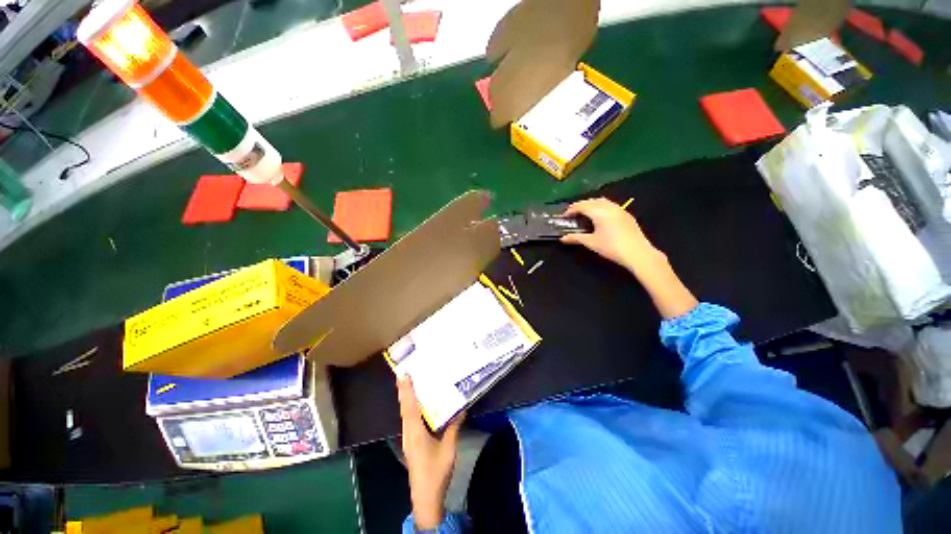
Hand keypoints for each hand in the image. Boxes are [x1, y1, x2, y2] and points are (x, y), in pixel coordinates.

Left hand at [398, 377, 463, 529]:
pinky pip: (409, 420)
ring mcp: (408, 438)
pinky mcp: (411, 442)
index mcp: (415, 432)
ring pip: (405, 414)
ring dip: (406, 398)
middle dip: (404, 390)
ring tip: (410, 383)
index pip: (409, 406)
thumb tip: (461, 408)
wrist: (426, 497)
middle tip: (405, 373)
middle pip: (404, 407)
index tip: (403, 374)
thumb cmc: (436, 471)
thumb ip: (454, 427)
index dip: (406, 390)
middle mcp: (409, 432)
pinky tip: (417, 405)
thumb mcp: (449, 448)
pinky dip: (410, 408)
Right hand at [561, 198, 697, 318]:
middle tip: (573, 214)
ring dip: (591, 204)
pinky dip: (601, 207)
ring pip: (602, 201)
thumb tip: (562, 238)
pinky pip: (610, 205)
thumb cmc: (611, 247)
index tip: (564, 216)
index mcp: (599, 212)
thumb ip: (576, 238)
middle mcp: (609, 207)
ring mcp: (619, 209)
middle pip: (591, 201)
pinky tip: (600, 217)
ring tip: (585, 214)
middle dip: (580, 205)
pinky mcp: (626, 214)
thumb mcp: (591, 242)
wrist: (638, 253)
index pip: (581, 205)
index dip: (571, 210)